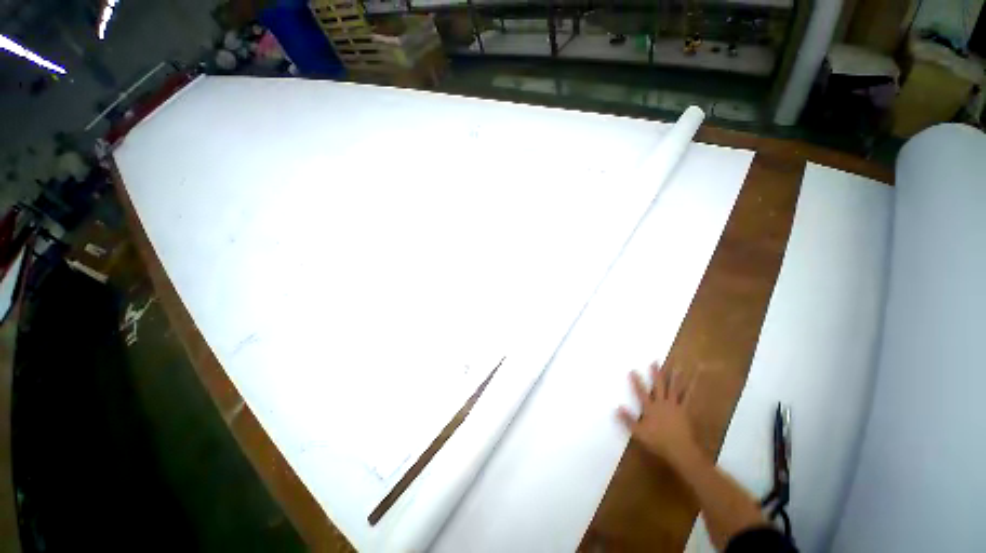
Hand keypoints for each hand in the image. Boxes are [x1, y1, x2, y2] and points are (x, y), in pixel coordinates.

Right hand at [617, 362, 699, 467]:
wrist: (680, 450)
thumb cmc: (658, 441)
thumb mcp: (638, 432)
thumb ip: (627, 419)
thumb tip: (617, 407)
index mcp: (650, 408)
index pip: (641, 392)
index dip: (636, 381)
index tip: (633, 370)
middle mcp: (661, 403)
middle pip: (658, 385)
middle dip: (656, 373)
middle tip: (655, 361)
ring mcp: (674, 406)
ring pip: (674, 389)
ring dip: (675, 377)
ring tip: (677, 366)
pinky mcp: (685, 411)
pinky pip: (688, 398)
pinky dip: (690, 389)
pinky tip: (693, 383)